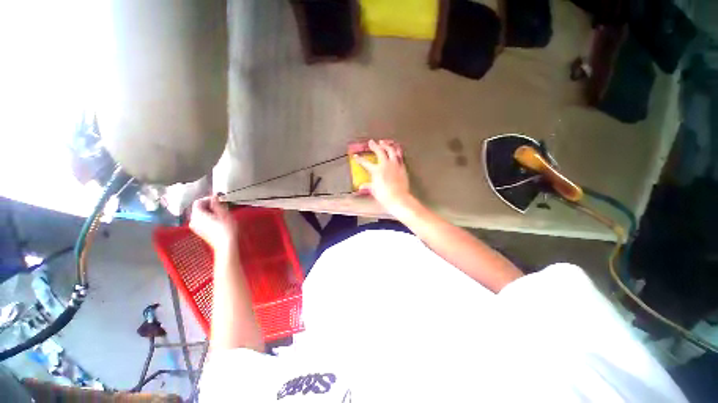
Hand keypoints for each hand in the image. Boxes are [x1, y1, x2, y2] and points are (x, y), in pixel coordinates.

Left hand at [189, 196, 237, 252]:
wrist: (226, 244)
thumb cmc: (226, 229)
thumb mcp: (224, 213)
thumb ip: (216, 204)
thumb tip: (214, 196)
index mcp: (198, 215)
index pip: (198, 202)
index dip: (207, 198)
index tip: (217, 199)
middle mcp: (193, 220)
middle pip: (198, 208)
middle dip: (208, 205)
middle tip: (220, 205)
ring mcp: (195, 227)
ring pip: (200, 214)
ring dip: (209, 211)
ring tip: (220, 212)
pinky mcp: (199, 231)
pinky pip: (201, 220)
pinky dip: (208, 217)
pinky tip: (218, 219)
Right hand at [354, 139, 410, 212]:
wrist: (398, 198)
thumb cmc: (385, 195)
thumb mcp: (374, 190)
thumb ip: (368, 186)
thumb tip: (362, 186)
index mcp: (376, 170)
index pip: (365, 163)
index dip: (359, 159)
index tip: (356, 156)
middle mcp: (386, 165)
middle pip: (380, 151)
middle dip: (374, 146)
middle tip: (371, 142)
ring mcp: (395, 165)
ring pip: (391, 151)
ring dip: (387, 145)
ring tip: (384, 142)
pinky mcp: (402, 168)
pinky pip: (400, 157)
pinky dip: (396, 152)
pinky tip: (396, 151)